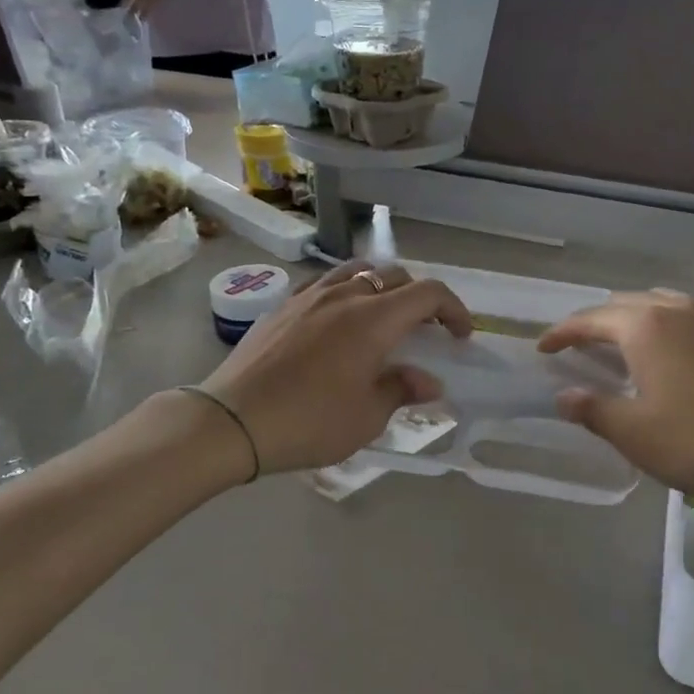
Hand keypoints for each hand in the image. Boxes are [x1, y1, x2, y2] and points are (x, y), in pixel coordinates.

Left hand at [197, 262, 472, 475]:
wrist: (233, 420)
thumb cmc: (308, 422)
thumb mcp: (366, 416)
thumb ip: (402, 389)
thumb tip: (429, 381)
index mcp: (373, 319)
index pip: (427, 293)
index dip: (453, 309)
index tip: (461, 335)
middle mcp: (344, 295)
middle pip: (394, 275)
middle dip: (420, 297)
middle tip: (426, 329)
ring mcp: (309, 295)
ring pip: (357, 271)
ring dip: (382, 287)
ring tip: (384, 316)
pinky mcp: (283, 305)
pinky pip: (325, 283)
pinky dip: (347, 291)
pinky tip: (340, 319)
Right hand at [539, 290, 693, 509]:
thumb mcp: (634, 433)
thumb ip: (592, 409)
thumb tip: (564, 396)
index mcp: (647, 327)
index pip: (590, 320)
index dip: (562, 333)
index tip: (543, 349)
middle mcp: (681, 311)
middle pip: (626, 304)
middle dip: (597, 322)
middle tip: (580, 346)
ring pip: (664, 305)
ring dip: (636, 318)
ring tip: (625, 343)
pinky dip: (671, 327)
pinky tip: (676, 355)